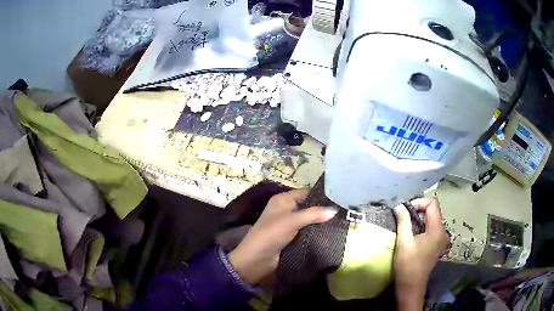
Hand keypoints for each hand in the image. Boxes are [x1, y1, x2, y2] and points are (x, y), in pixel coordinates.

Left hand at [228, 189, 336, 284]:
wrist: (256, 259)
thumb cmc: (271, 234)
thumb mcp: (292, 221)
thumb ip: (313, 214)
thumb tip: (335, 210)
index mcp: (283, 200)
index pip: (306, 193)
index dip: (321, 196)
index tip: (340, 200)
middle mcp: (286, 210)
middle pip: (308, 207)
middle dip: (323, 211)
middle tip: (343, 213)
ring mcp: (289, 225)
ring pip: (309, 221)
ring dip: (321, 223)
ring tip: (340, 223)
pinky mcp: (291, 238)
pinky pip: (307, 232)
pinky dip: (316, 233)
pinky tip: (330, 234)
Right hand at [394, 198, 447, 310]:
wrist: (411, 286)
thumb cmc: (408, 265)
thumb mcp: (403, 242)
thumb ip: (403, 221)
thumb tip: (399, 206)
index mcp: (437, 229)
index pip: (432, 203)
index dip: (419, 202)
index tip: (406, 211)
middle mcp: (442, 232)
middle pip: (433, 210)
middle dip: (418, 210)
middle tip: (403, 217)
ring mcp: (440, 239)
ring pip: (431, 219)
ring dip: (419, 218)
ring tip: (405, 225)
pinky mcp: (436, 245)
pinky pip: (431, 228)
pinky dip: (421, 226)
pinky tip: (411, 235)